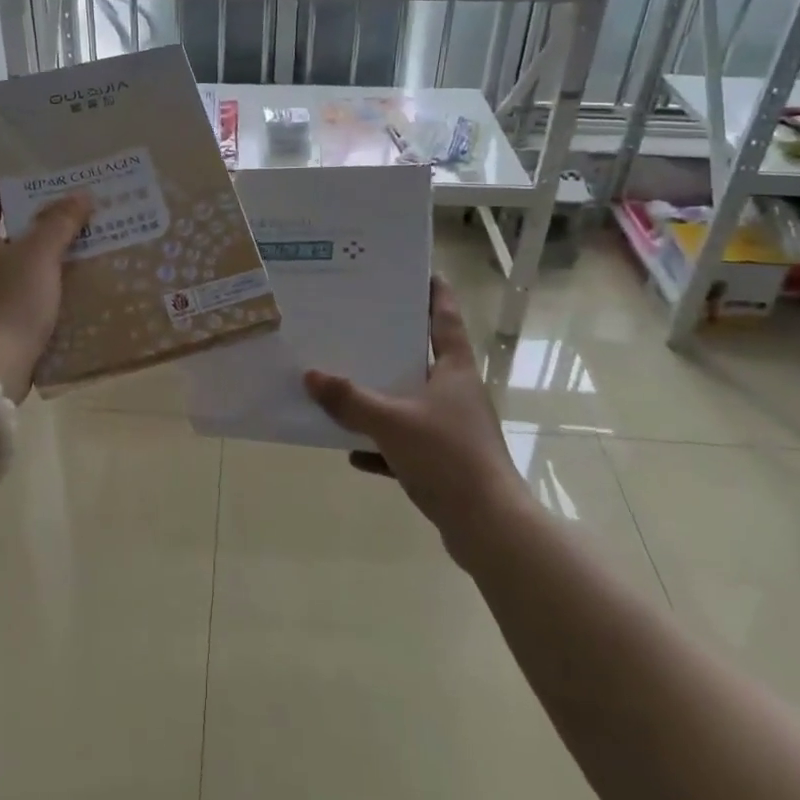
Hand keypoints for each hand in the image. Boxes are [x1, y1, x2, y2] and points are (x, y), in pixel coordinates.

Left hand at [0, 160, 92, 401]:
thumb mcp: (38, 255)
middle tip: (72, 185)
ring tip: (82, 223)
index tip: (30, 151)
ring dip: (47, 238)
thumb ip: (59, 222)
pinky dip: (49, 269)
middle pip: (7, 219)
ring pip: (21, 251)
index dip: (6, 168)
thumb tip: (80, 195)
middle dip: (38, 203)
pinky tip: (76, 267)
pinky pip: (28, 279)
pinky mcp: (0, 312)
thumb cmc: (9, 302)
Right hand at [304, 278, 525, 560]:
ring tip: (348, 385)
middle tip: (361, 324)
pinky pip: (407, 445)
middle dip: (394, 344)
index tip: (419, 272)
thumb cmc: (447, 457)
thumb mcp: (391, 422)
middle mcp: (458, 393)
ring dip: (384, 398)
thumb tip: (310, 375)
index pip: (446, 319)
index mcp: (455, 370)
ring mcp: (454, 430)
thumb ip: (350, 399)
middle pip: (424, 358)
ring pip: (413, 403)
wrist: (489, 527)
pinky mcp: (447, 464)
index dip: (435, 294)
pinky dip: (383, 446)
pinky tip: (354, 453)